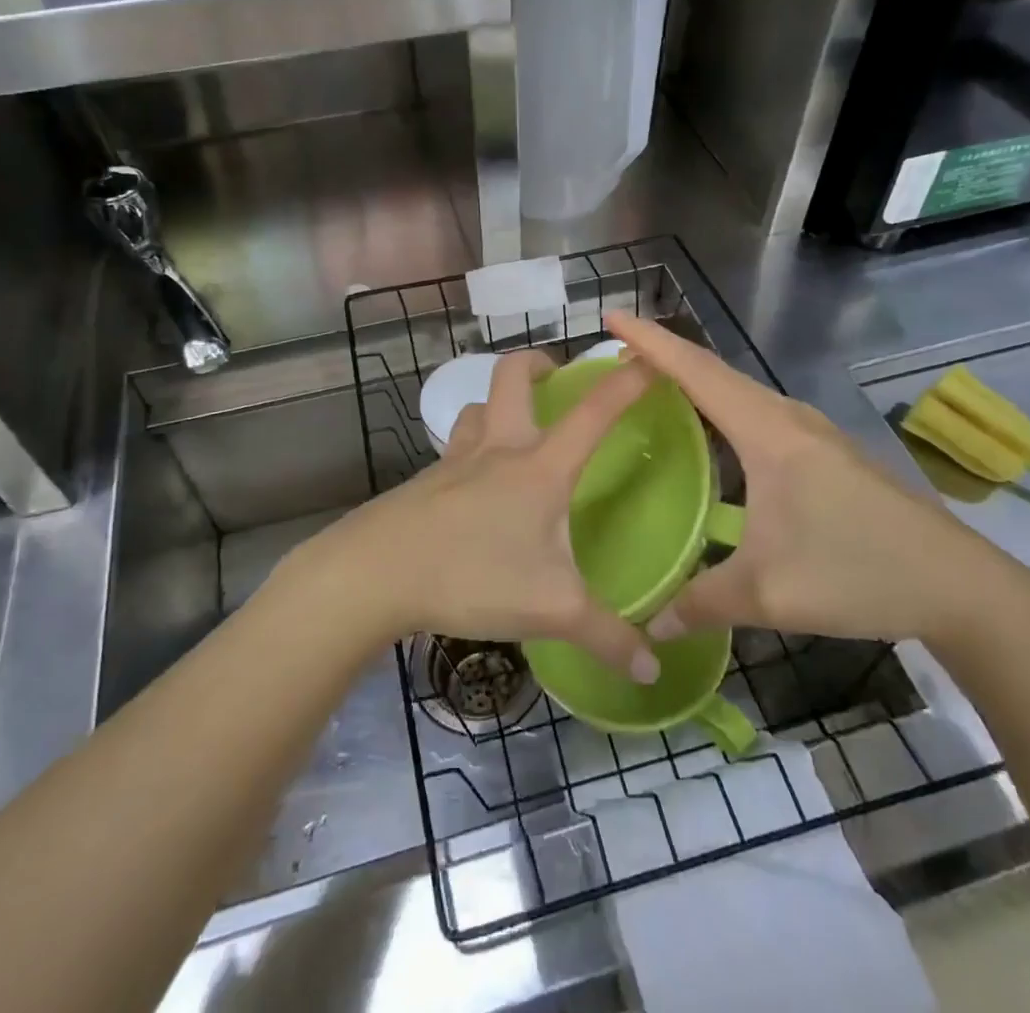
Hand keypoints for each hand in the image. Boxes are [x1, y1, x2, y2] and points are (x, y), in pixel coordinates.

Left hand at [291, 349, 664, 682]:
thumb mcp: (551, 610)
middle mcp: (499, 449)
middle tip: (557, 376)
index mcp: (540, 467)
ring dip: (499, 405)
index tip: (650, 357)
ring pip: (478, 408)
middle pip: (513, 376)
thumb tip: (653, 672)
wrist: (376, 572)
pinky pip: (456, 448)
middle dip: (537, 363)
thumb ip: (606, 637)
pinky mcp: (426, 482)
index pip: (594, 411)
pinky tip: (477, 487)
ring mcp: (456, 461)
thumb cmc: (473, 575)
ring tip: (517, 429)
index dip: (626, 380)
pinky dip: (473, 449)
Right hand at [607, 312, 1029, 648]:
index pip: (696, 372)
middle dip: (663, 355)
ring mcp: (811, 431)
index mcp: (768, 433)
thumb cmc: (858, 574)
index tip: (610, 317)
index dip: (650, 341)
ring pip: (738, 390)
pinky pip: (757, 411)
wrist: (961, 586)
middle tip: (616, 355)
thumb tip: (646, 626)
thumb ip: (700, 603)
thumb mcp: (768, 593)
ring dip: (694, 380)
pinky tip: (711, 432)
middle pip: (714, 371)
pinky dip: (721, 405)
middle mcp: (787, 417)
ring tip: (652, 384)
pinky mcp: (825, 450)